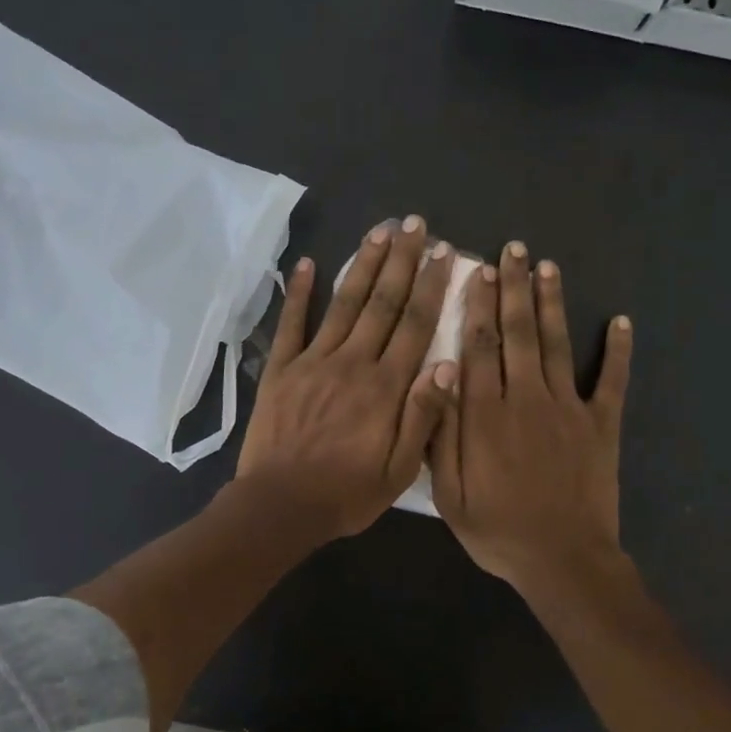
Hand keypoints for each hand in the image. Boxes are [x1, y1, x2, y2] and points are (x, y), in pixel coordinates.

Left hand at [237, 215, 459, 540]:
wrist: (280, 506)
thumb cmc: (346, 493)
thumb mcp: (400, 470)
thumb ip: (424, 417)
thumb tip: (450, 365)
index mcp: (385, 387)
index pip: (415, 325)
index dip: (432, 286)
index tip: (445, 253)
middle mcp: (352, 363)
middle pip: (382, 303)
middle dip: (401, 261)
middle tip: (414, 225)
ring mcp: (313, 361)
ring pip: (344, 304)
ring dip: (362, 265)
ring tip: (378, 232)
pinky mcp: (281, 369)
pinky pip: (291, 324)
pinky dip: (298, 293)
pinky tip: (306, 263)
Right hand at [430, 241, 633, 595]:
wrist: (562, 560)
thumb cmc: (498, 529)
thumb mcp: (449, 491)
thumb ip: (442, 432)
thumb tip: (439, 375)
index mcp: (486, 413)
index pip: (479, 345)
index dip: (478, 305)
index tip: (477, 271)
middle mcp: (526, 397)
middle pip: (517, 332)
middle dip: (514, 288)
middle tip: (514, 250)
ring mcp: (568, 408)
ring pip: (557, 343)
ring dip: (551, 303)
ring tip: (548, 266)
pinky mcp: (602, 424)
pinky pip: (612, 380)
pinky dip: (619, 351)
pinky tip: (622, 320)